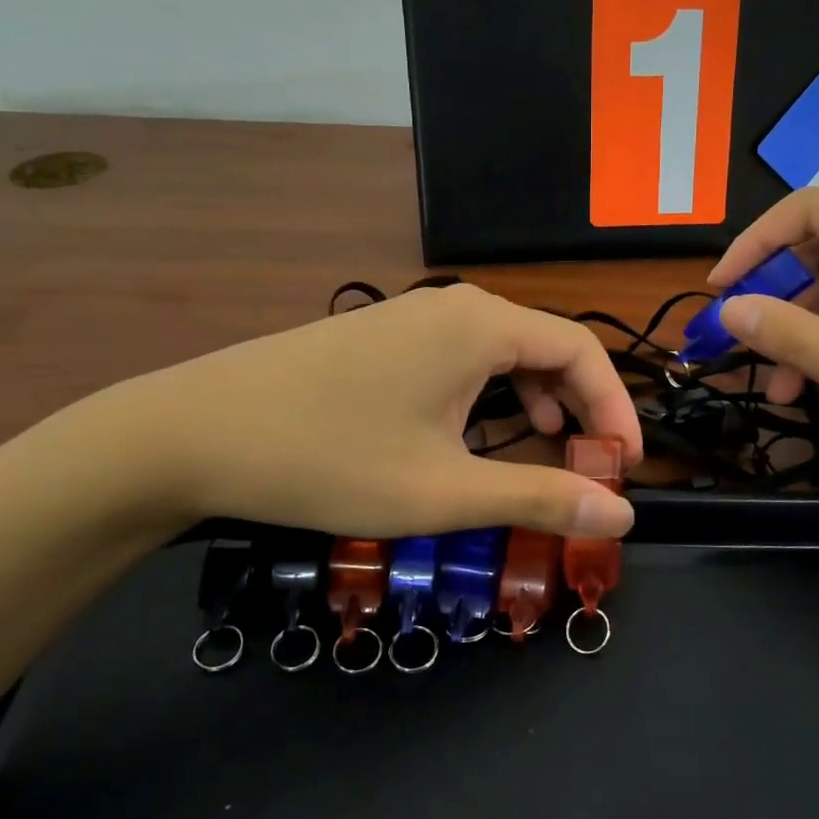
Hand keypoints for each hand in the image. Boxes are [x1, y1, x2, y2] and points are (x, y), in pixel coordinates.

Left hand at [96, 284, 641, 538]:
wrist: (192, 434)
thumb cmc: (329, 460)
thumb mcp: (445, 491)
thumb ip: (542, 496)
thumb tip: (624, 512)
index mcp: (481, 325)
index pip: (582, 351)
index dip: (616, 409)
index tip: (627, 467)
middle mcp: (454, 306)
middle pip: (546, 348)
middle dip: (580, 408)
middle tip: (590, 469)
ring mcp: (411, 317)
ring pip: (502, 353)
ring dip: (537, 402)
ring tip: (547, 451)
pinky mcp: (381, 337)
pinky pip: (461, 358)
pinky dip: (491, 396)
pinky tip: (477, 434)